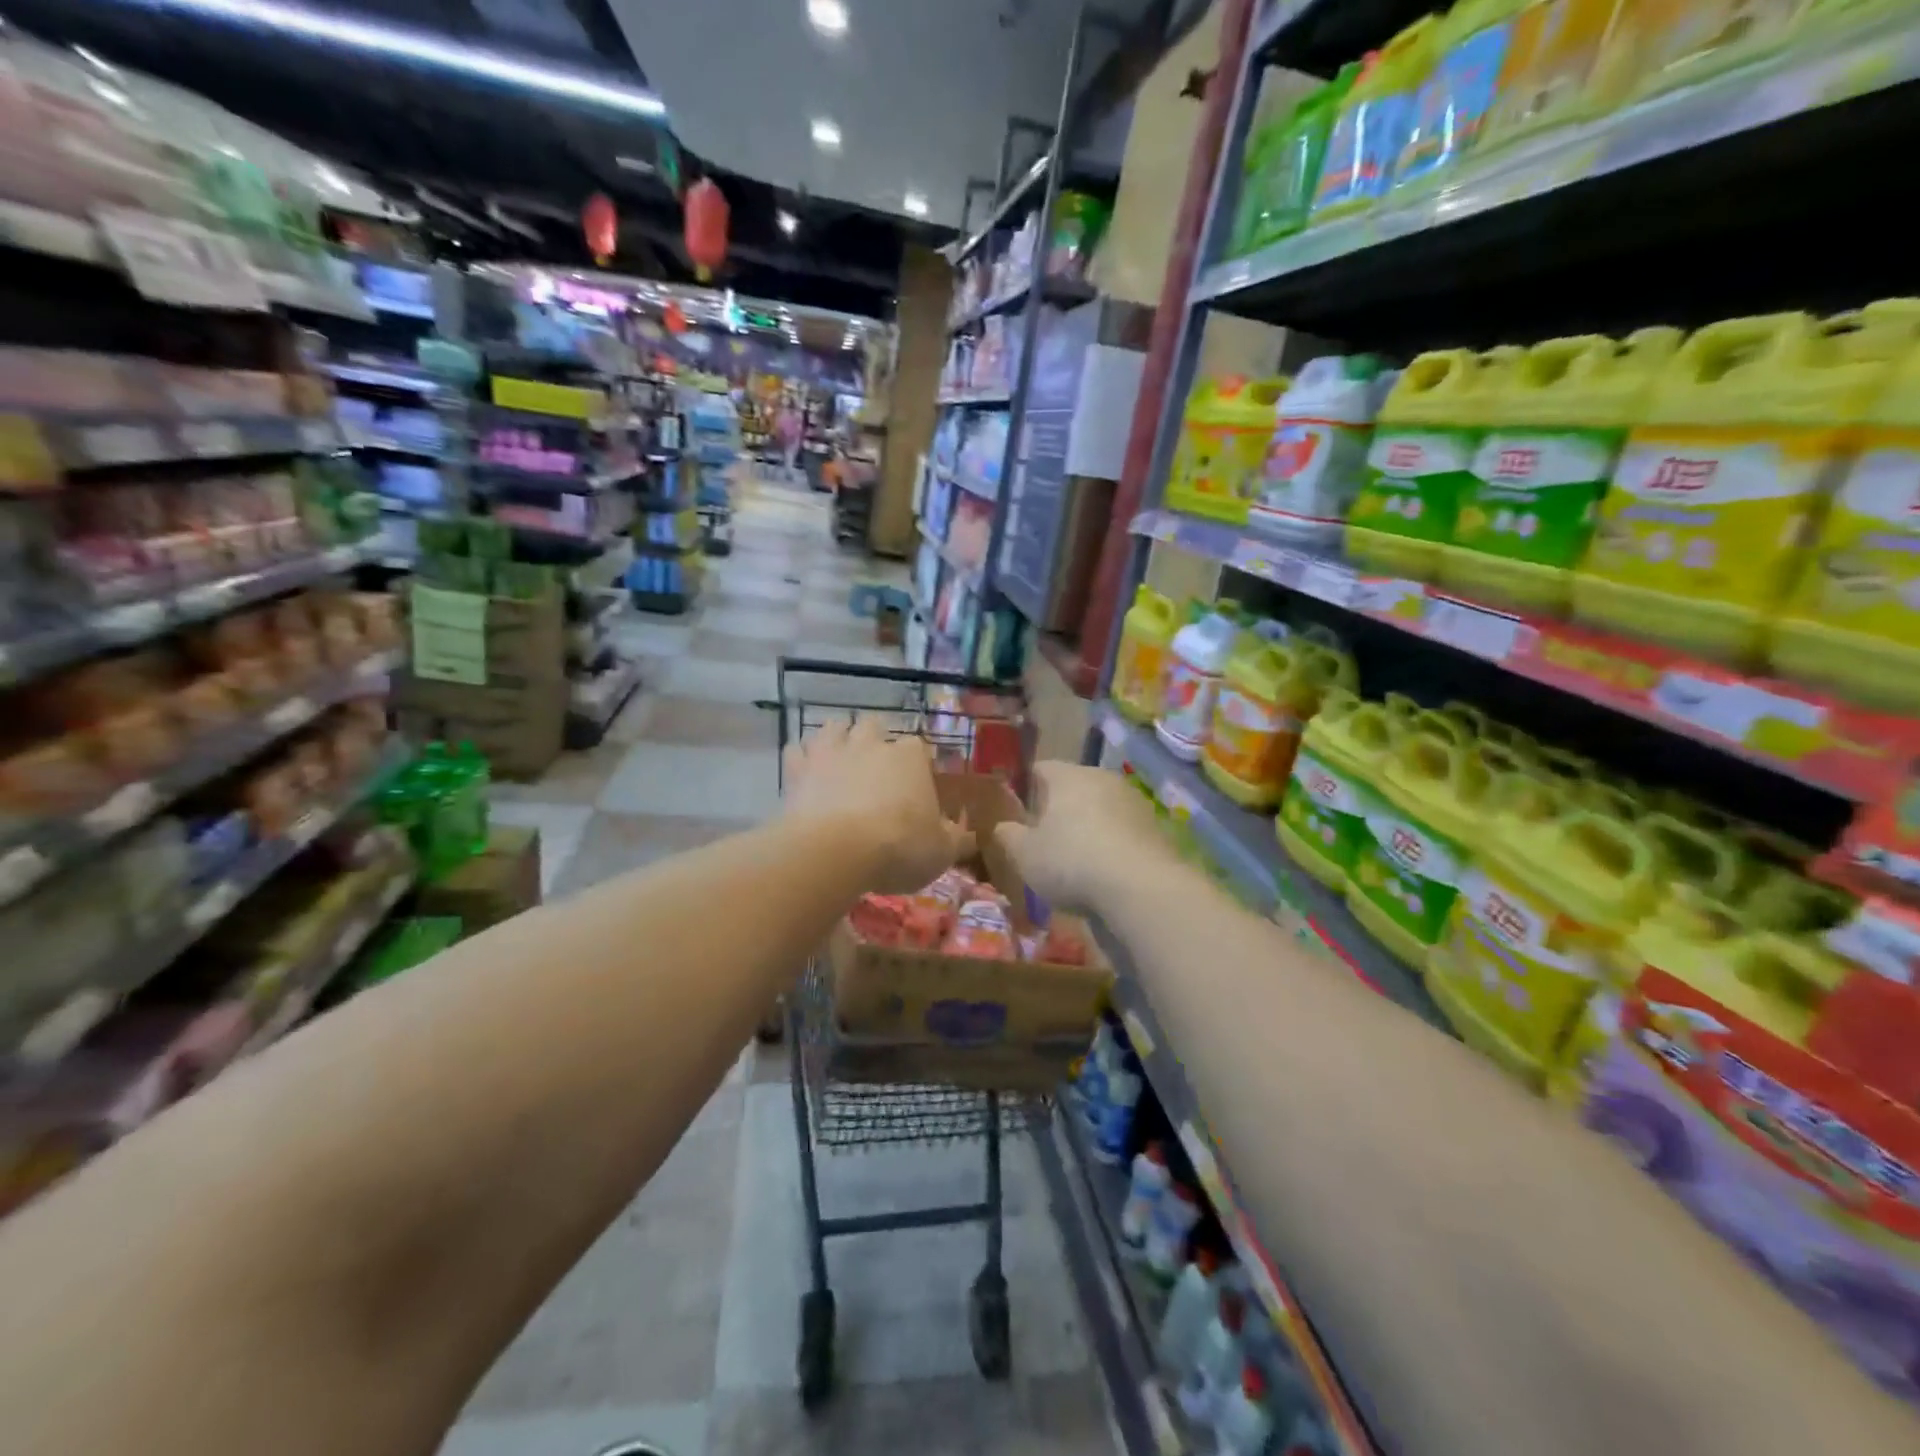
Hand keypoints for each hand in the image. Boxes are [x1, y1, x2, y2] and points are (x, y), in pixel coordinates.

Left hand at [782, 718, 971, 892]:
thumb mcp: (942, 852)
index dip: (917, 763)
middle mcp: (871, 744)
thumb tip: (969, 835)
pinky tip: (806, 773)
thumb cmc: (900, 847)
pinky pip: (796, 751)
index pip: (918, 747)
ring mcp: (831, 751)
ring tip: (841, 759)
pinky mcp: (798, 769)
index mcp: (910, 757)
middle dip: (876, 740)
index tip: (917, 784)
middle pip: (874, 726)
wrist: (837, 852)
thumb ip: (957, 839)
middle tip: (876, 768)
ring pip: (834, 727)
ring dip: (839, 739)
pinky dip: (802, 758)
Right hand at [994, 760, 1167, 912]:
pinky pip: (1125, 829)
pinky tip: (1108, 871)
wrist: (1141, 887)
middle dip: (1061, 808)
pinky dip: (1114, 844)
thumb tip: (1002, 827)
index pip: (1041, 768)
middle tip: (1047, 840)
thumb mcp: (1025, 855)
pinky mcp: (1156, 827)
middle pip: (1074, 786)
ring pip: (1102, 807)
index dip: (1028, 788)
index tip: (1021, 812)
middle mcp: (1102, 778)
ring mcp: (1134, 801)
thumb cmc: (1071, 862)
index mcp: (1067, 777)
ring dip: (1091, 826)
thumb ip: (1009, 837)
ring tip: (1079, 860)